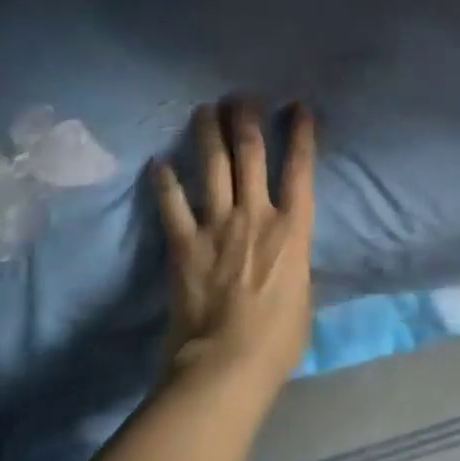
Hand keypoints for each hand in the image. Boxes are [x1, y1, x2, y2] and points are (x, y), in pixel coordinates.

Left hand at [151, 100, 315, 388]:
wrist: (227, 364)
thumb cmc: (278, 338)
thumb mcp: (302, 294)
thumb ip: (293, 262)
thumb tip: (286, 253)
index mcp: (292, 229)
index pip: (300, 170)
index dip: (300, 135)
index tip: (297, 107)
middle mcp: (256, 215)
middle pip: (251, 155)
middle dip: (246, 120)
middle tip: (241, 96)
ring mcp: (218, 226)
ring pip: (213, 168)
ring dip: (209, 135)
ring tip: (204, 109)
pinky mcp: (185, 244)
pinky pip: (173, 206)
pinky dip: (165, 183)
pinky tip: (157, 163)